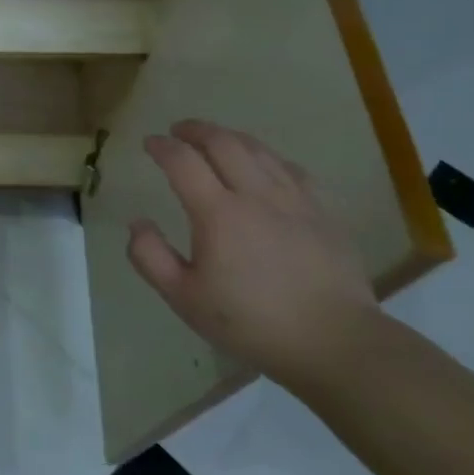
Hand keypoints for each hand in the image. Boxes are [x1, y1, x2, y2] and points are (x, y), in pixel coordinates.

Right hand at [128, 119, 377, 387]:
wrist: (336, 344)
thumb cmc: (251, 323)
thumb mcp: (184, 298)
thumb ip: (150, 256)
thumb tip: (137, 222)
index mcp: (218, 214)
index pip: (183, 161)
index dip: (162, 146)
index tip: (150, 143)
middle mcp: (256, 195)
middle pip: (223, 142)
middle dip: (196, 129)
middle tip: (178, 130)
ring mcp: (295, 201)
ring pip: (259, 150)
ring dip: (230, 137)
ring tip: (215, 139)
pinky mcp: (323, 213)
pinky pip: (292, 169)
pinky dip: (268, 158)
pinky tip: (264, 167)